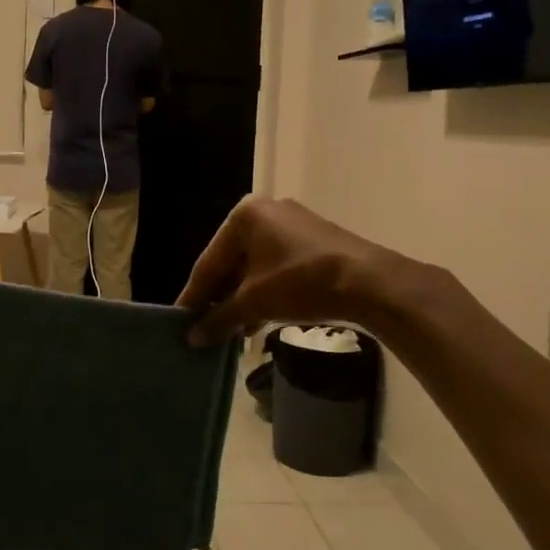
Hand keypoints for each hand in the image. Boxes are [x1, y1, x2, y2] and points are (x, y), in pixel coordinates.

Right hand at [177, 197, 416, 344]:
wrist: (368, 282)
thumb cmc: (301, 282)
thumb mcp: (255, 301)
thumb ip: (220, 317)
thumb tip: (193, 338)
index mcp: (244, 215)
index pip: (209, 261)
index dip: (194, 295)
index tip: (181, 320)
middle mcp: (266, 211)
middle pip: (232, 261)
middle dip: (220, 298)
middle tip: (205, 327)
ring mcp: (292, 224)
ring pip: (255, 266)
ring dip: (242, 299)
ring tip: (230, 331)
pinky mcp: (313, 240)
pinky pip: (276, 266)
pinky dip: (264, 291)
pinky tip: (257, 321)